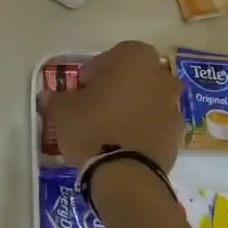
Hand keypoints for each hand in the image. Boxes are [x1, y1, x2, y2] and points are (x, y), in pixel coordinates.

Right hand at [39, 40, 183, 169]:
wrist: (126, 171)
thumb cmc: (92, 127)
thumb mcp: (63, 110)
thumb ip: (57, 98)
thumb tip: (50, 97)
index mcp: (134, 58)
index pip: (111, 56)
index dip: (93, 73)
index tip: (80, 90)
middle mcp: (160, 75)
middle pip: (133, 77)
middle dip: (116, 88)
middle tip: (94, 107)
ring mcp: (173, 105)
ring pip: (147, 99)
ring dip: (131, 108)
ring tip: (109, 129)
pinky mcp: (177, 133)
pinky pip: (155, 123)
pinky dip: (142, 128)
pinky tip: (123, 144)